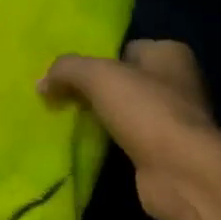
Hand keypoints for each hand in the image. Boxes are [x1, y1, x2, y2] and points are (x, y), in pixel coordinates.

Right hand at [40, 39, 217, 219]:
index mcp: (170, 54)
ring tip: (68, 123)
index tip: (67, 75)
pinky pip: (129, 140)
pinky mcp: (164, 152)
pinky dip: (111, 143)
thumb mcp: (99, 76)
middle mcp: (178, 83)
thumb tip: (41, 82)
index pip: (126, 48)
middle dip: (95, 91)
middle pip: (125, 81)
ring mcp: (173, 120)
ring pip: (126, 112)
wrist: (179, 171)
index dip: (96, 59)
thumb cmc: (146, 111)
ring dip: (102, 119)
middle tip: (62, 99)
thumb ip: (67, 70)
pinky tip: (89, 147)